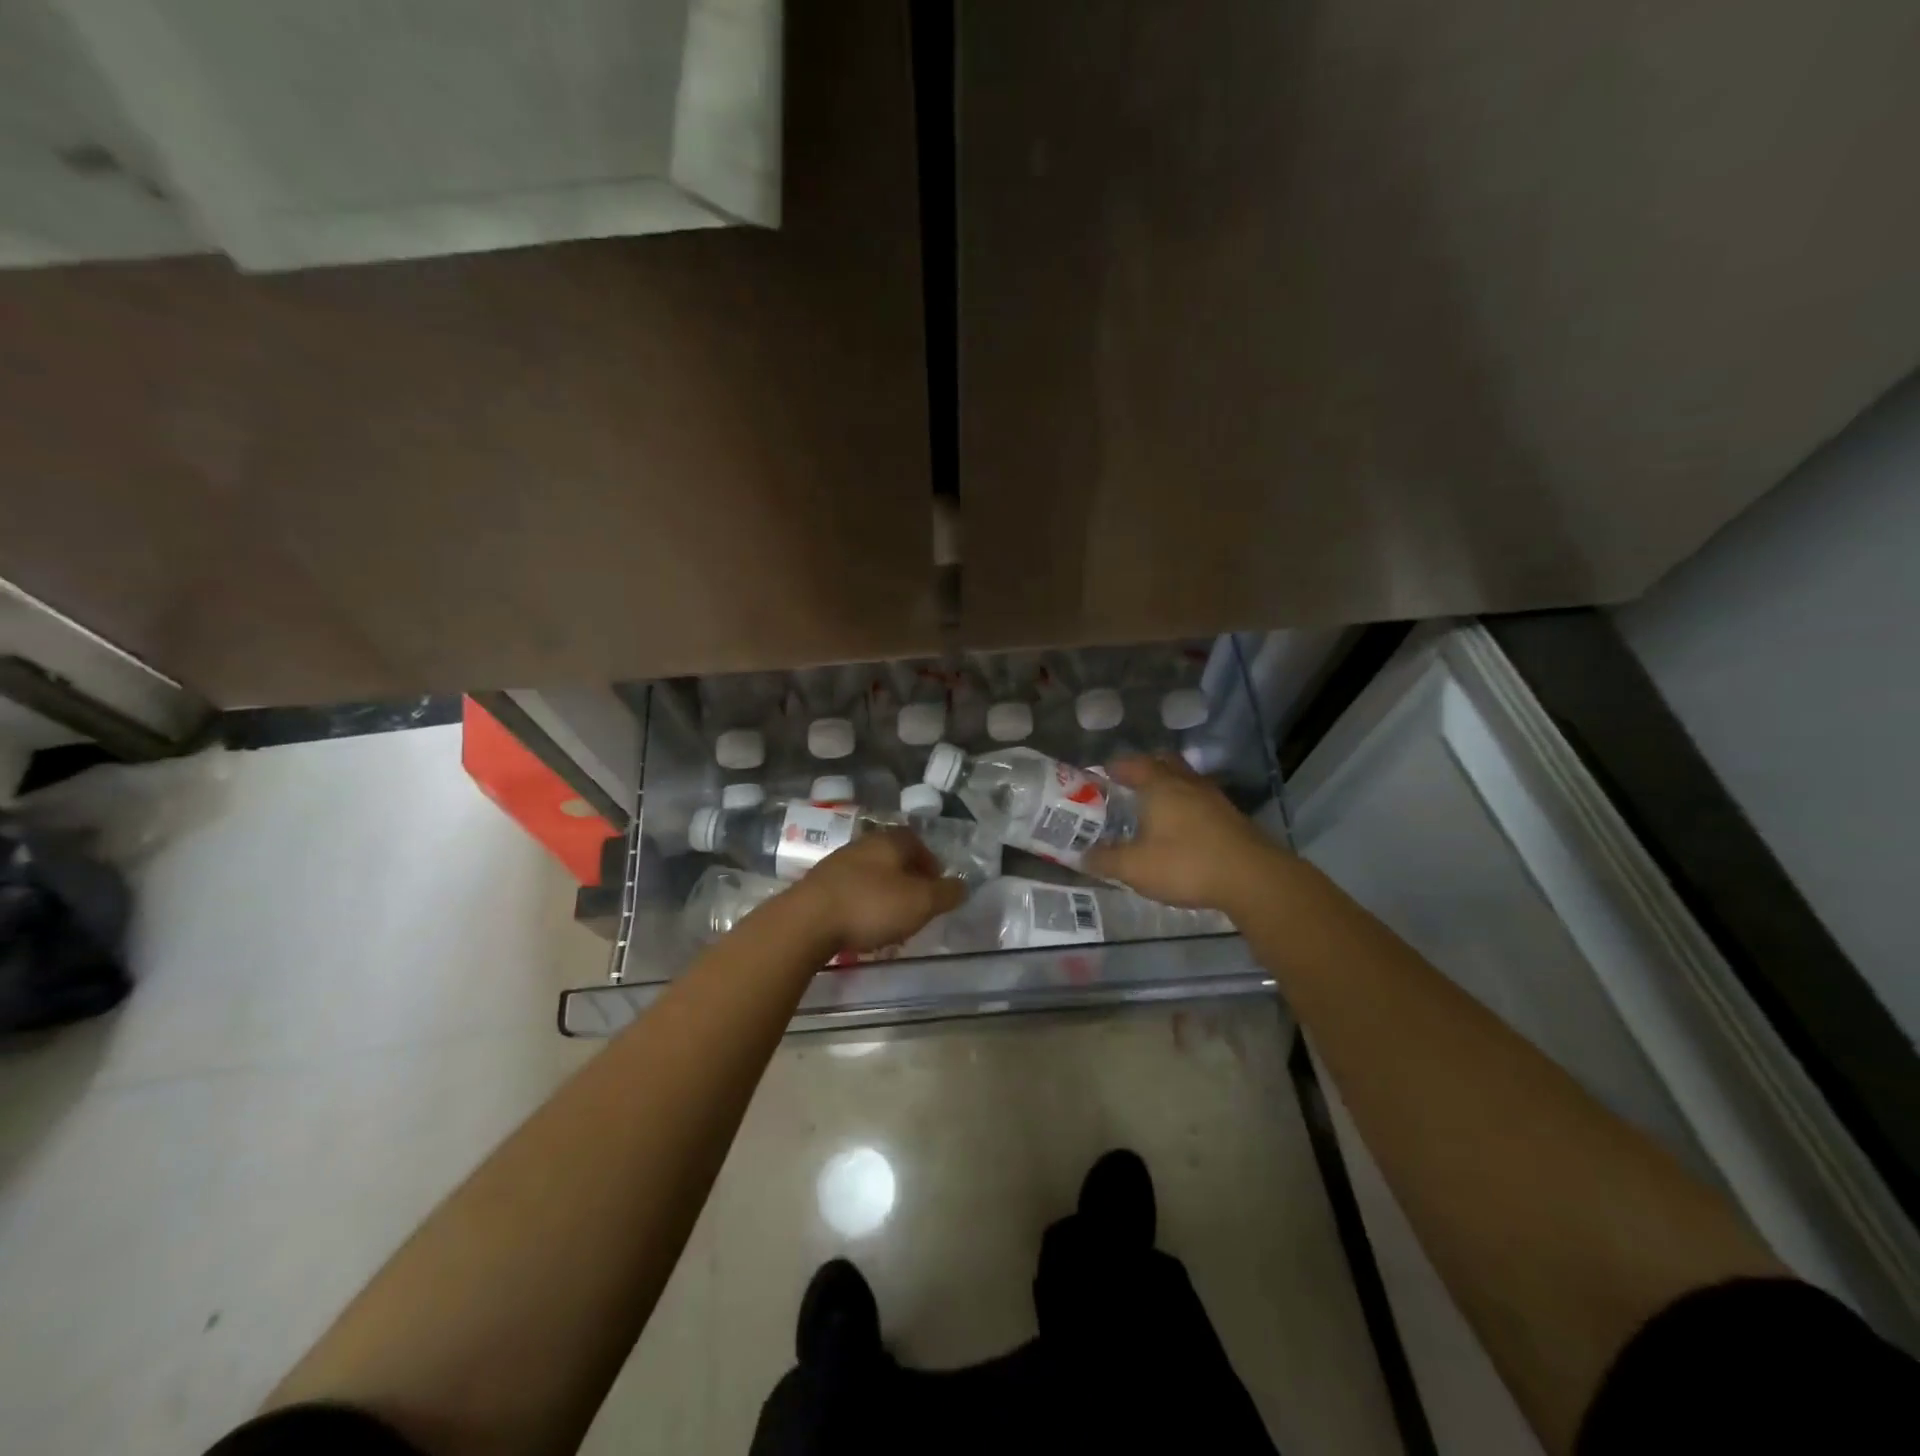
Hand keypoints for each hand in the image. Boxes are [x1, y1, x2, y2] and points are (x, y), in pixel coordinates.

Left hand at [794, 829, 967, 954]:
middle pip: (893, 859)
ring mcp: (837, 864)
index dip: (931, 864)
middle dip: (908, 882)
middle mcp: (863, 845)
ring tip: (891, 924)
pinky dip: (862, 907)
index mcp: (890, 841)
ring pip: (871, 876)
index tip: (937, 888)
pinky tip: (862, 929)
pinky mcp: (818, 887)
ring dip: (884, 896)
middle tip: (918, 908)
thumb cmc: (871, 906)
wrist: (806, 921)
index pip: (917, 843)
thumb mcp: (921, 902)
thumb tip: (962, 885)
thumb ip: (946, 893)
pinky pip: (850, 893)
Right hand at [1083, 755, 1291, 912]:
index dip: (1115, 766)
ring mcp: (1214, 799)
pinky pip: (1201, 801)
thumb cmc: (1187, 864)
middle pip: (1164, 763)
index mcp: (1160, 786)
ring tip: (1153, 807)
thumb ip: (1105, 860)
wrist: (1254, 879)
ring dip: (1169, 788)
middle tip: (1127, 784)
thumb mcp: (1135, 868)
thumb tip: (1081, 855)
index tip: (1100, 774)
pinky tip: (1181, 829)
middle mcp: (1188, 784)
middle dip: (1145, 769)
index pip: (1133, 763)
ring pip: (1186, 781)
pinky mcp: (1231, 818)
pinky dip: (1186, 807)